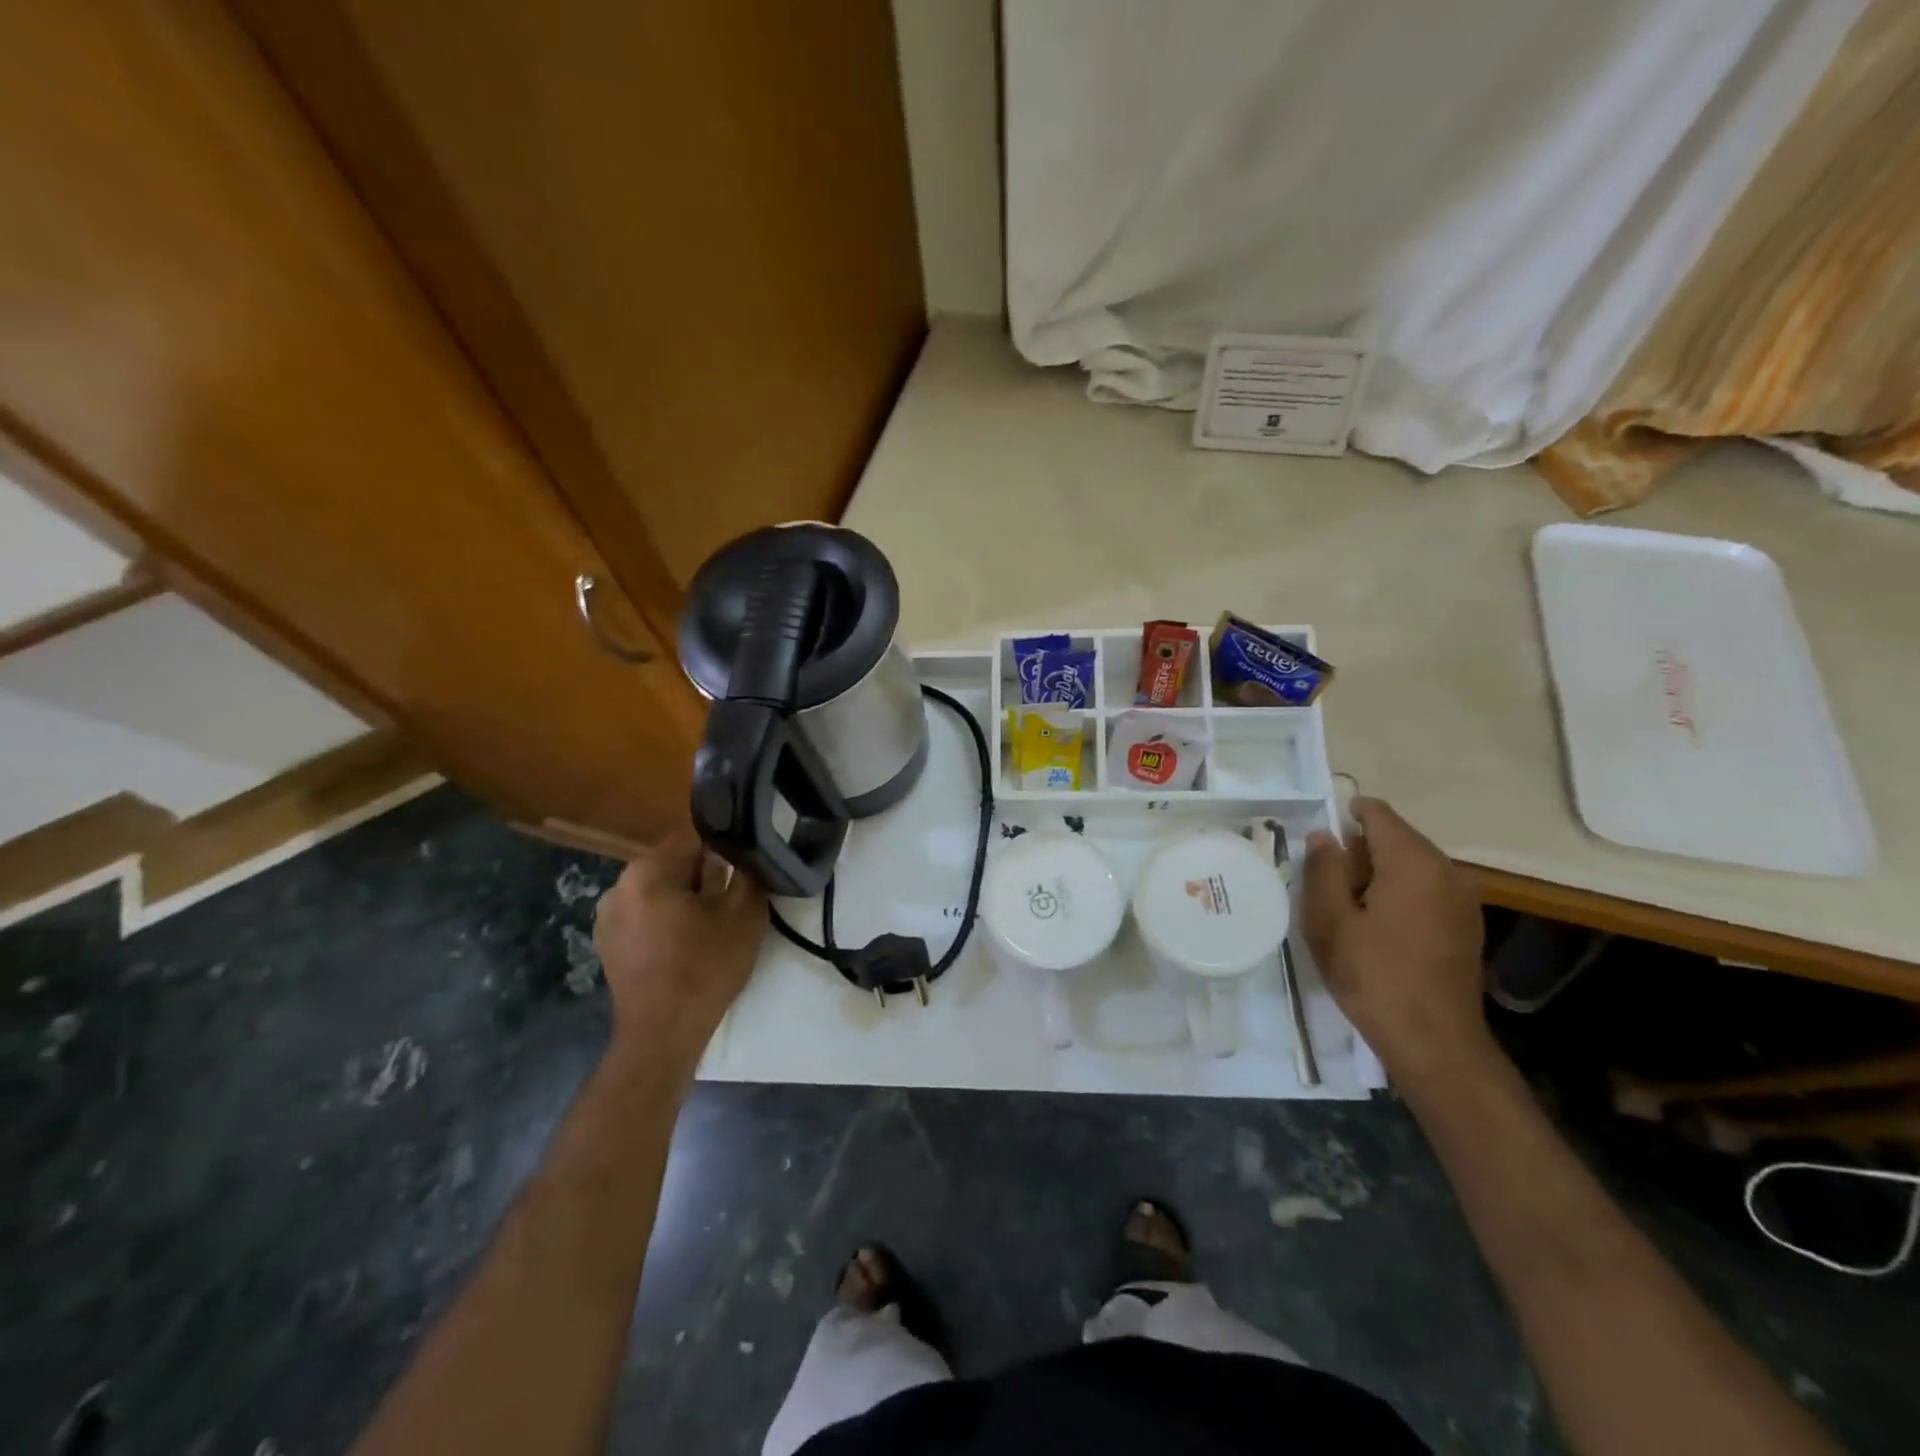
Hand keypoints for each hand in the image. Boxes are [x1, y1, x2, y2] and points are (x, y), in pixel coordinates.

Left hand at [593, 831, 766, 1074]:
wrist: (662, 1034)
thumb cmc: (705, 968)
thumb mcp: (744, 914)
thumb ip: (747, 871)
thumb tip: (745, 854)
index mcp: (647, 870)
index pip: (696, 838)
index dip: (727, 851)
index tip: (744, 872)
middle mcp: (619, 885)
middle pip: (675, 863)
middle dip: (704, 877)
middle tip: (732, 903)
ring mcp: (607, 916)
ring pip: (660, 890)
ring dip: (685, 899)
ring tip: (710, 927)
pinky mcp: (606, 943)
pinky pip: (645, 915)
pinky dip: (666, 920)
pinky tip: (685, 945)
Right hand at [1302, 797, 1492, 1089]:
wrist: (1435, 1042)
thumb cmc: (1373, 976)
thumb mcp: (1330, 921)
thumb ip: (1324, 870)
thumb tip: (1324, 835)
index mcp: (1413, 862)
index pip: (1378, 814)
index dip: (1346, 815)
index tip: (1320, 839)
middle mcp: (1447, 870)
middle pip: (1397, 838)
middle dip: (1360, 850)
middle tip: (1326, 882)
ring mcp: (1464, 899)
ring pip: (1412, 865)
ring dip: (1379, 873)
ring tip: (1347, 906)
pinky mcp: (1466, 924)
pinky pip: (1427, 889)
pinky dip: (1400, 893)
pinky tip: (1377, 925)